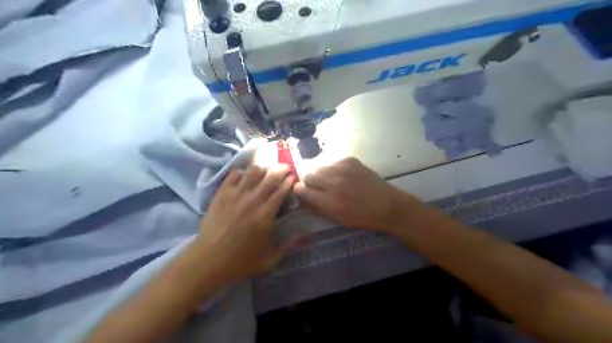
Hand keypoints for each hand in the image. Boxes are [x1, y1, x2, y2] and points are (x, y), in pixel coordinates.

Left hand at [194, 163, 291, 280]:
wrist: (208, 260)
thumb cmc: (240, 261)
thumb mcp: (269, 259)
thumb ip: (288, 245)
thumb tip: (304, 234)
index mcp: (265, 215)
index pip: (281, 190)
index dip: (289, 181)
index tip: (293, 177)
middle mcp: (252, 200)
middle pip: (269, 176)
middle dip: (280, 169)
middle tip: (285, 168)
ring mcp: (235, 194)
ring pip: (252, 171)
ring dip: (263, 168)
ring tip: (267, 169)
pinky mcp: (221, 193)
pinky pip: (234, 174)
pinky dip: (243, 172)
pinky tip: (246, 177)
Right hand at [292, 158, 420, 233]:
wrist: (388, 205)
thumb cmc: (362, 217)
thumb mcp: (337, 218)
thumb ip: (318, 207)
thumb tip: (303, 196)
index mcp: (329, 202)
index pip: (302, 190)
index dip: (300, 191)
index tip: (302, 192)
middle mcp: (333, 183)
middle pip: (309, 176)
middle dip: (311, 183)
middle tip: (320, 188)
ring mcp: (342, 169)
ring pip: (320, 168)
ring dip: (323, 175)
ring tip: (334, 182)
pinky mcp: (350, 160)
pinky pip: (333, 163)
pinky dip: (335, 170)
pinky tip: (345, 176)